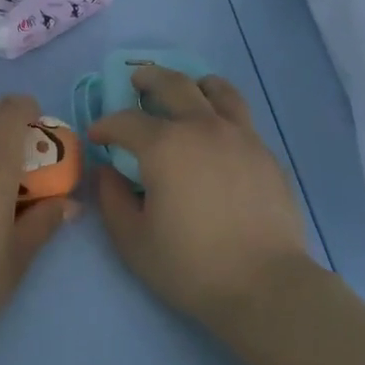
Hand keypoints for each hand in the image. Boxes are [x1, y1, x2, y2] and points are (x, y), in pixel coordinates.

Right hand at [92, 67, 312, 325]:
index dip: (106, 125)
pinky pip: (241, 117)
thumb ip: (112, 200)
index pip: (126, 121)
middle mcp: (203, 128)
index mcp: (165, 146)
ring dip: (194, 84)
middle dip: (149, 79)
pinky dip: (222, 111)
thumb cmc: (191, 265)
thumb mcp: (133, 240)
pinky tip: (217, 134)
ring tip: (188, 90)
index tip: (98, 136)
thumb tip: (107, 173)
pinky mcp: (266, 153)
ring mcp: (241, 136)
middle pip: (174, 84)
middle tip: (137, 82)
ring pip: (218, 90)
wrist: (265, 285)